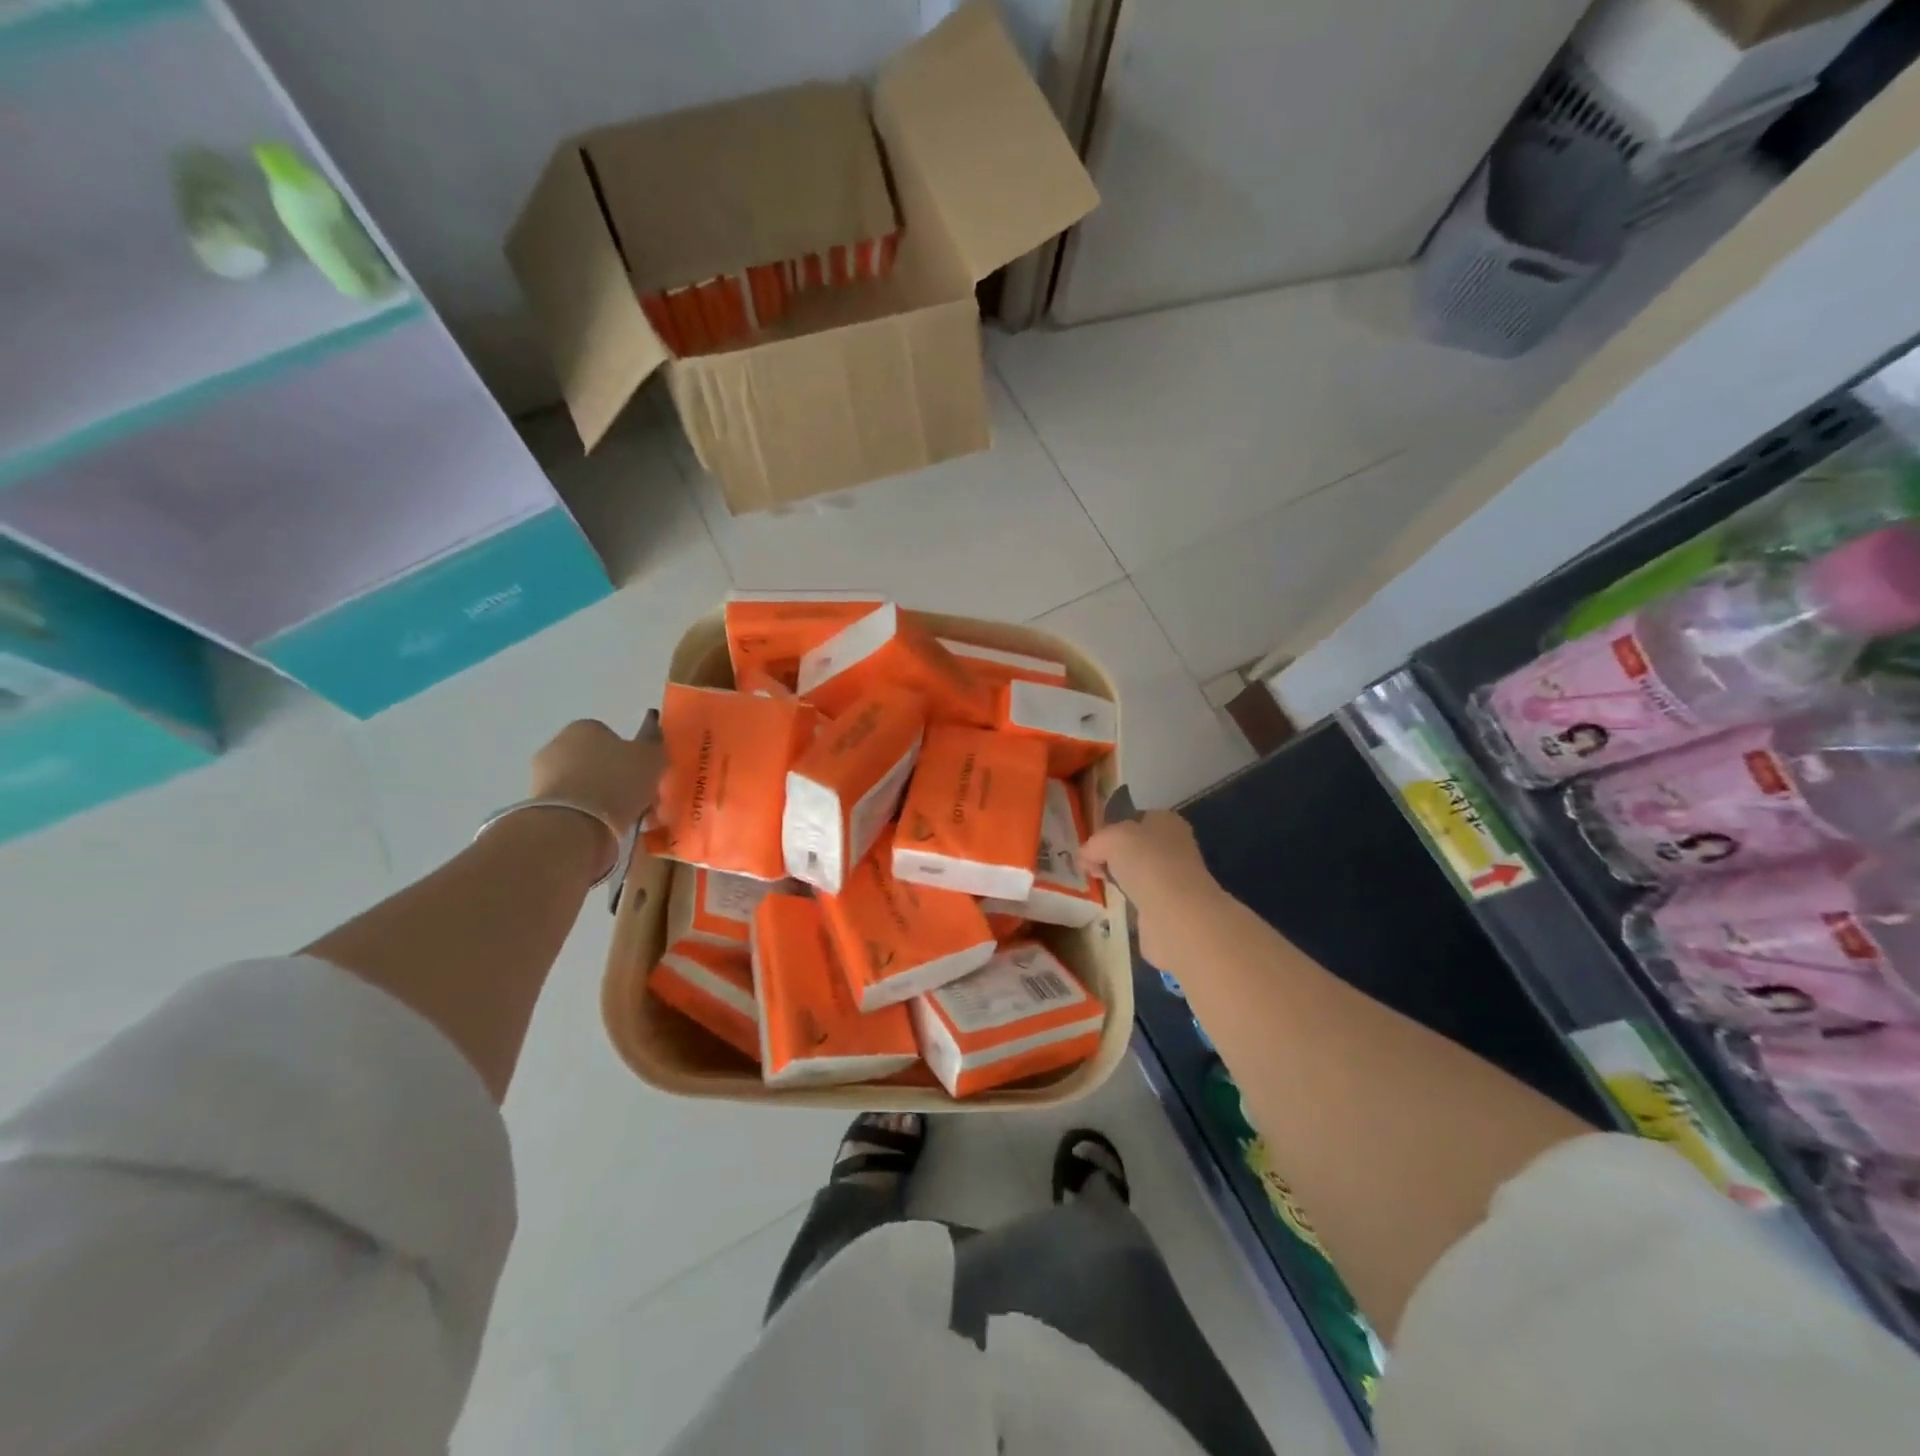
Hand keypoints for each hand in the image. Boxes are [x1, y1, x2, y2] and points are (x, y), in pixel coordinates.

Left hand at [530, 714, 665, 833]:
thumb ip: (653, 740)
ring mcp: (541, 774)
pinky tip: (600, 827)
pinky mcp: (536, 804)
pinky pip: (569, 805)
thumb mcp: (651, 757)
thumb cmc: (617, 782)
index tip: (640, 775)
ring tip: (618, 818)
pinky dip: (582, 813)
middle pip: (591, 758)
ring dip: (594, 795)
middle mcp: (557, 743)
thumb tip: (652, 721)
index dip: (627, 755)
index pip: (609, 735)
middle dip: (608, 774)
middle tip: (632, 797)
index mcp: (585, 726)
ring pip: (578, 783)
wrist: (573, 825)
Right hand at [1083, 811, 1223, 960]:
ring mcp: (1175, 878)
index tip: (1090, 846)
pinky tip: (1117, 904)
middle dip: (1113, 856)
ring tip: (1100, 885)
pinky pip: (1142, 898)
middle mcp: (1175, 846)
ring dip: (1121, 879)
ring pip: (1138, 873)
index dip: (1111, 830)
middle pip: (1135, 847)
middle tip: (1090, 866)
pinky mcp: (1171, 907)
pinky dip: (1129, 901)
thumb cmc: (1146, 862)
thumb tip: (1085, 856)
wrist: (1176, 913)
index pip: (1135, 819)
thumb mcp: (1110, 839)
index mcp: (1166, 821)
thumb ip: (1094, 843)